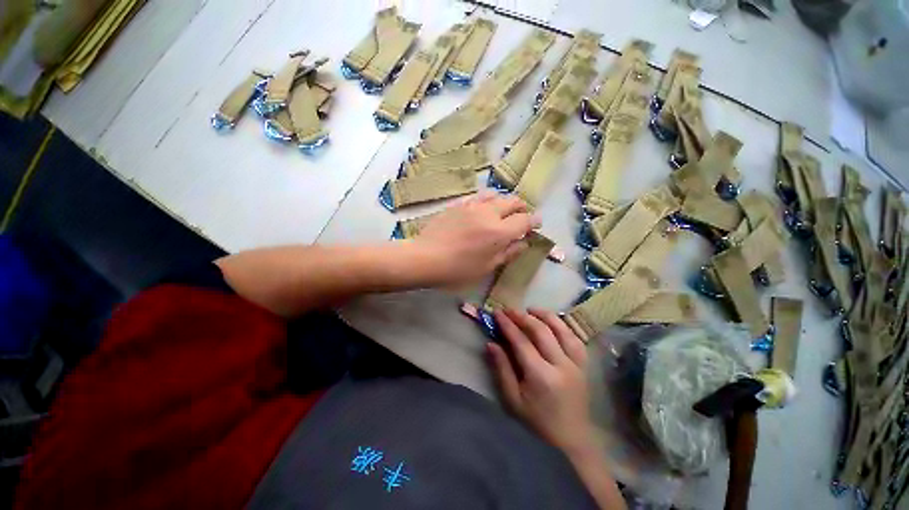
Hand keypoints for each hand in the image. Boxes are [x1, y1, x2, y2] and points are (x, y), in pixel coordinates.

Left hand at [412, 192, 540, 285]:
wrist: (425, 257)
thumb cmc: (457, 269)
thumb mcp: (486, 267)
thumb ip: (508, 253)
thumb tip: (523, 243)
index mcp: (499, 232)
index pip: (524, 220)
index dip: (533, 221)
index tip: (535, 225)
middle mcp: (489, 213)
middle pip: (513, 201)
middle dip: (522, 208)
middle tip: (521, 217)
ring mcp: (472, 206)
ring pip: (495, 195)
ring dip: (504, 201)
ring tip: (502, 211)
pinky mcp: (458, 204)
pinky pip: (477, 196)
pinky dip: (486, 200)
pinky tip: (482, 209)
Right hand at [487, 308, 595, 455]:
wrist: (571, 442)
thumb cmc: (536, 423)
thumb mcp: (513, 400)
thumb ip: (502, 369)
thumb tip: (491, 343)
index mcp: (541, 376)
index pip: (521, 341)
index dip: (507, 324)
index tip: (497, 313)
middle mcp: (561, 365)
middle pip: (541, 331)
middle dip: (523, 316)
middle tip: (509, 310)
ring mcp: (576, 364)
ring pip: (562, 330)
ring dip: (545, 316)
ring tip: (531, 309)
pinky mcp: (583, 366)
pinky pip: (575, 339)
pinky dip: (563, 326)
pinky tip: (553, 323)